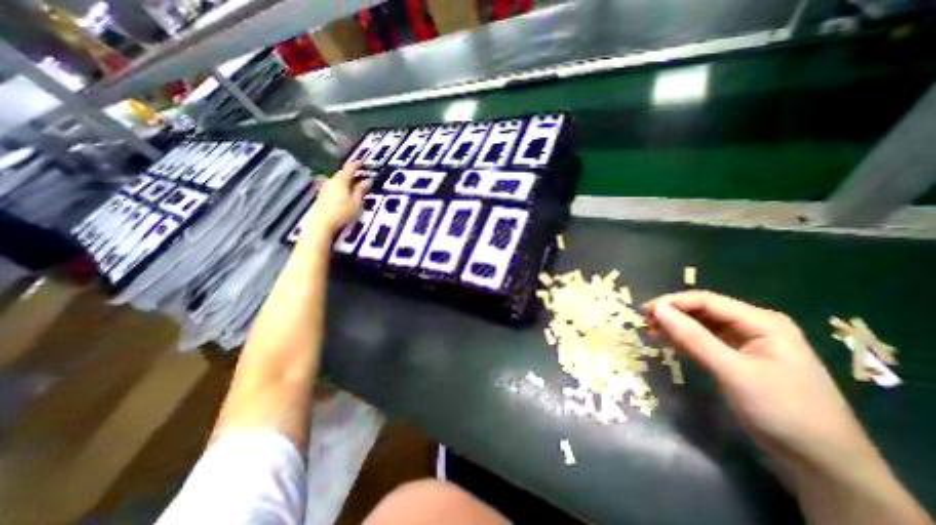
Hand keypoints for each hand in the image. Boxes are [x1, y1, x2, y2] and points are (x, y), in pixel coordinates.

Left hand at [302, 161, 370, 242]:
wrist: (322, 224)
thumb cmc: (342, 212)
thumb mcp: (356, 202)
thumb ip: (361, 190)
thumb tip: (368, 180)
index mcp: (341, 180)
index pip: (350, 167)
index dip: (357, 164)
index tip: (364, 162)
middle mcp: (332, 181)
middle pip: (343, 173)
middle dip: (353, 173)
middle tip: (362, 175)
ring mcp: (326, 188)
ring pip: (338, 180)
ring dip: (347, 180)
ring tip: (356, 185)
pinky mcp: (323, 195)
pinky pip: (335, 186)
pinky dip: (342, 186)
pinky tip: (346, 193)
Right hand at [639, 291, 874, 471]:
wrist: (823, 463)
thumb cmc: (782, 411)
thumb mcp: (733, 371)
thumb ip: (693, 338)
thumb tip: (658, 310)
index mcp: (761, 322)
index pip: (707, 300)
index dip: (673, 302)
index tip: (645, 312)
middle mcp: (753, 325)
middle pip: (703, 310)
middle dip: (673, 314)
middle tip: (645, 323)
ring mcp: (746, 342)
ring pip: (701, 324)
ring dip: (675, 326)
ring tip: (651, 332)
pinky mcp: (738, 357)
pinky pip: (705, 340)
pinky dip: (684, 340)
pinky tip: (667, 341)